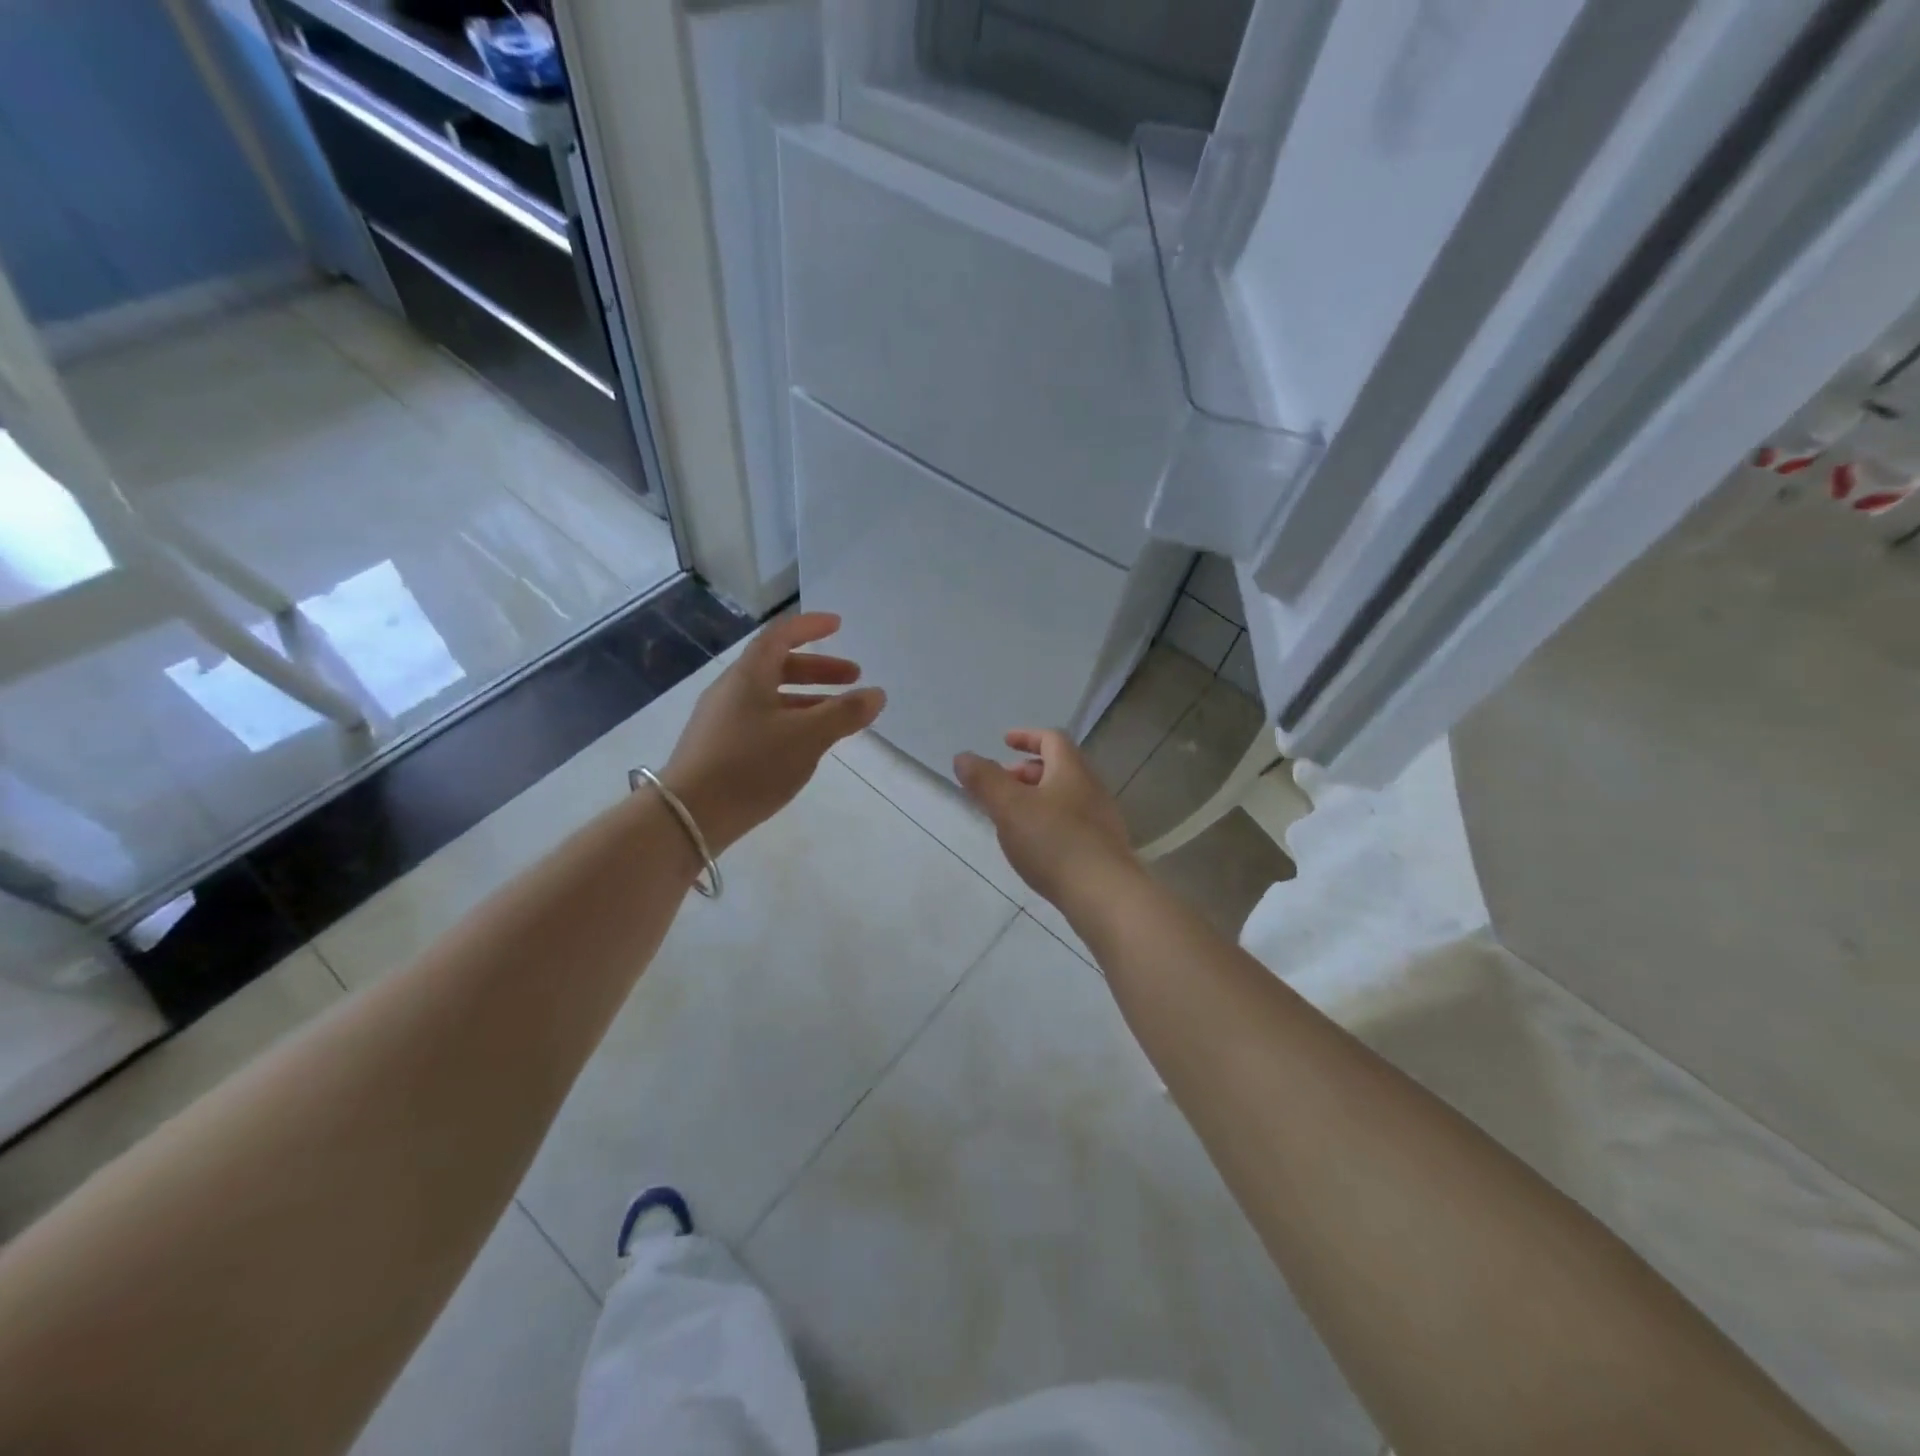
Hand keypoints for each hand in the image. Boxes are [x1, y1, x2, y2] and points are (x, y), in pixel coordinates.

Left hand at [662, 613, 884, 853]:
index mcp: (749, 675)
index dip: (810, 626)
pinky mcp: (719, 747)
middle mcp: (732, 690)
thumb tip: (877, 694)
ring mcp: (722, 719)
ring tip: (838, 717)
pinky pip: (762, 720)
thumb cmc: (751, 765)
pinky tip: (806, 745)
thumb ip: (844, 714)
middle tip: (853, 679)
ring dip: (808, 699)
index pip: (780, 636)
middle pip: (778, 666)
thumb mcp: (807, 738)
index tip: (838, 625)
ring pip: (771, 697)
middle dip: (819, 669)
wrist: (688, 815)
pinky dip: (791, 721)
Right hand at [954, 730, 1135, 906]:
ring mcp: (1101, 820)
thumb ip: (984, 780)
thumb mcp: (1009, 807)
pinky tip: (1035, 847)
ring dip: (1037, 799)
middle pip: (1059, 768)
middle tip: (1001, 785)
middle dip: (1027, 772)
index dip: (1027, 737)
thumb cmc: (1054, 842)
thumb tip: (963, 757)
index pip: (1051, 739)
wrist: (1105, 895)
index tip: (1004, 742)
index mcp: (1071, 770)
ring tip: (1011, 819)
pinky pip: (1072, 823)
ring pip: (1065, 797)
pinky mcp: (1103, 848)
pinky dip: (1049, 822)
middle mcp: (1092, 788)